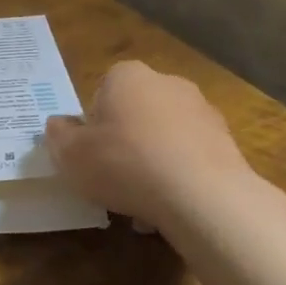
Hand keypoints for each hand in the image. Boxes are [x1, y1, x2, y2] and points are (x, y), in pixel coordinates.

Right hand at [46, 61, 260, 230]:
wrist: (202, 196)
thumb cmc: (125, 163)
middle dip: (125, 142)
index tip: (91, 152)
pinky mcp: (227, 142)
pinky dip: (178, 177)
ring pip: (164, 138)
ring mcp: (202, 111)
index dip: (93, 124)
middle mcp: (167, 83)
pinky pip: (190, 158)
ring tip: (141, 205)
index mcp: (127, 76)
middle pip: (135, 113)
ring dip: (152, 164)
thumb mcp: (71, 154)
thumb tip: (58, 125)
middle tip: (113, 178)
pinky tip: (170, 208)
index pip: (102, 91)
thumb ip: (58, 136)